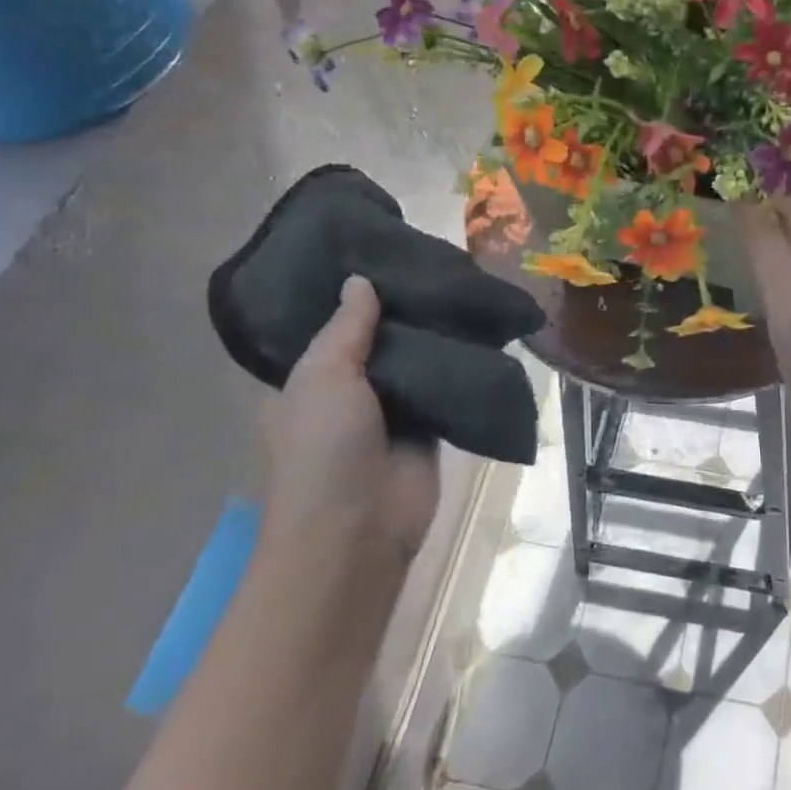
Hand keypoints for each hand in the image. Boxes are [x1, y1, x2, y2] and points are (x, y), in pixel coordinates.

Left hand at [259, 275, 440, 563]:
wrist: (359, 531)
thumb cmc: (323, 451)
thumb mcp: (323, 378)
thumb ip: (347, 329)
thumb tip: (359, 281)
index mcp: (307, 384)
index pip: (332, 330)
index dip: (354, 299)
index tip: (384, 258)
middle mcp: (348, 396)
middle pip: (379, 344)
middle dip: (403, 313)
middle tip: (437, 267)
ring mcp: (391, 415)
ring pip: (416, 365)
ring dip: (435, 338)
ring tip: (465, 288)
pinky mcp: (430, 431)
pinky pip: (446, 390)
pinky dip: (460, 368)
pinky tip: (483, 332)